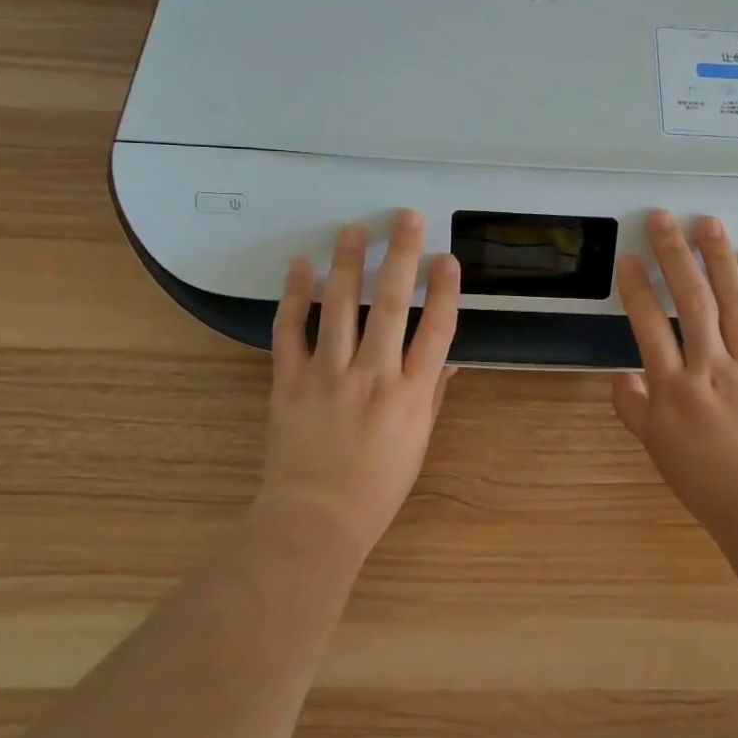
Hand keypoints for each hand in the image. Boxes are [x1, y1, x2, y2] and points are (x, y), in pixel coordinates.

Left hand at [259, 210, 459, 554]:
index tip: (447, 258)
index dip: (444, 290)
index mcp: (411, 394)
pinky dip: (293, 296)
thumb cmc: (377, 487)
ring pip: (339, 307)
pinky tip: (300, 267)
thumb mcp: (418, 443)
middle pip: (390, 305)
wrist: (315, 520)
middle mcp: (373, 376)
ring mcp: (328, 375)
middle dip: (401, 256)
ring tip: (353, 228)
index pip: (436, 330)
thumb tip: (448, 358)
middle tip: (406, 217)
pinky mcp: (290, 381)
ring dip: (347, 263)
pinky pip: (290, 331)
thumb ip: (433, 395)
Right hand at [611, 210, 737, 527]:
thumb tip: (618, 377)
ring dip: (720, 260)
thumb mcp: (655, 447)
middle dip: (675, 256)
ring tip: (709, 225)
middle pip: (691, 301)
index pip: (649, 326)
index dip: (637, 288)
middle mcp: (711, 367)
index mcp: (674, 387)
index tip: (629, 257)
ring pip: (735, 303)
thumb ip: (632, 408)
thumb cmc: (704, 479)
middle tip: (664, 218)